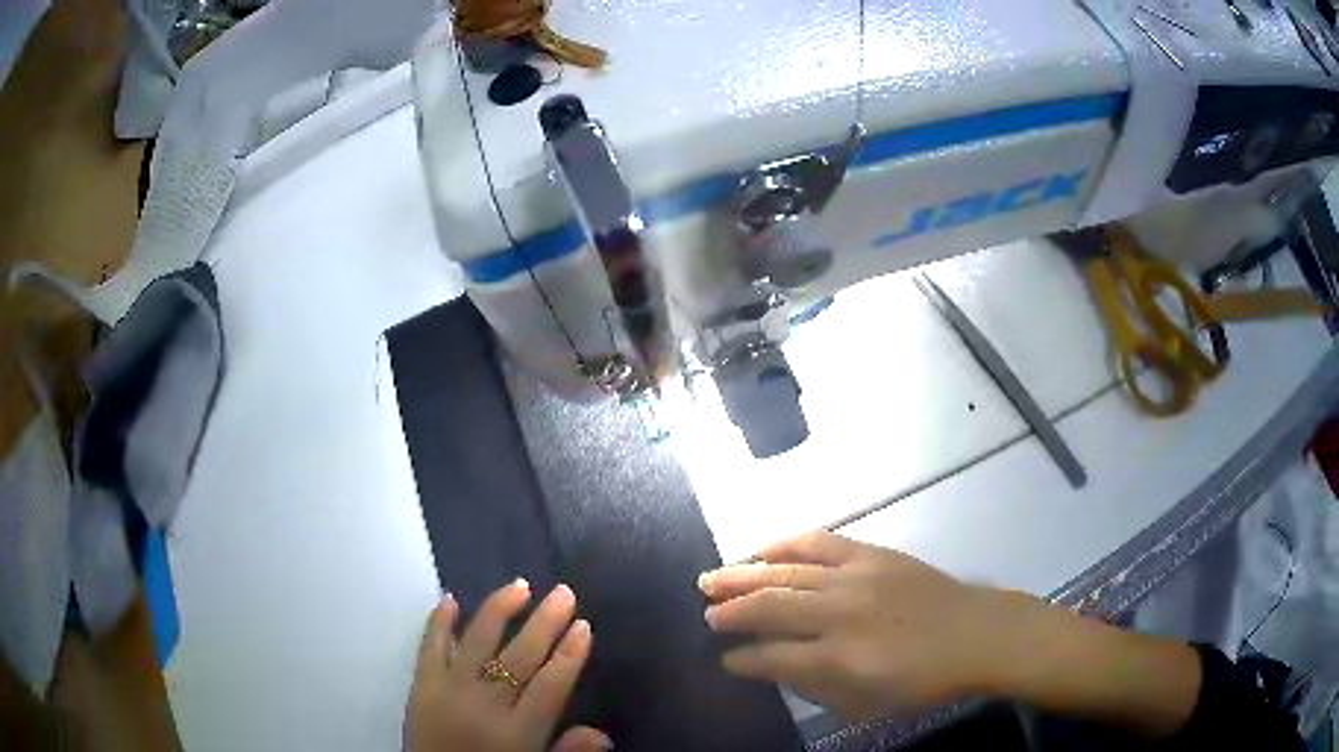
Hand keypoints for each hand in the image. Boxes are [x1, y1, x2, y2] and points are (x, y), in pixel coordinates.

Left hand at [404, 580, 610, 751]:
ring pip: (477, 642)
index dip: (569, 654)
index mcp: (516, 733)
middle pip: (519, 657)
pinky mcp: (420, 686)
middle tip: (562, 593)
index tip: (583, 625)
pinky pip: (430, 647)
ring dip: (499, 610)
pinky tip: (450, 599)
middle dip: (545, 623)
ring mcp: (447, 691)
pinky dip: (439, 622)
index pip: (550, 685)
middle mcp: (483, 706)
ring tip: (520, 585)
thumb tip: (602, 734)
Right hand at [699, 532, 1012, 721]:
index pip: (773, 657)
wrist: (975, 634)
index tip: (724, 659)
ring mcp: (855, 577)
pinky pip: (818, 542)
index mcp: (840, 658)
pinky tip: (761, 548)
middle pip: (769, 606)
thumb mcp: (868, 703)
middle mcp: (840, 614)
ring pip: (785, 572)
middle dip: (730, 611)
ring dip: (744, 574)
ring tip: (712, 578)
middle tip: (705, 612)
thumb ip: (818, 687)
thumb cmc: (923, 680)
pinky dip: (785, 544)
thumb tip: (776, 669)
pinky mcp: (871, 554)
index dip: (742, 659)